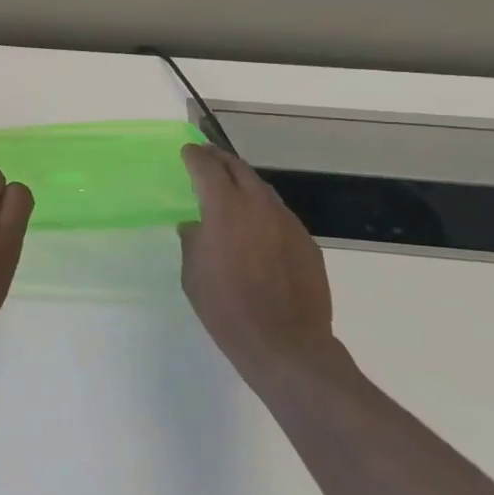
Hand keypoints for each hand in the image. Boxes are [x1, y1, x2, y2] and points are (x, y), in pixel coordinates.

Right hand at [178, 145, 340, 390]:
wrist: (285, 343)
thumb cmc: (226, 308)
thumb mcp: (192, 273)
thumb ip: (193, 241)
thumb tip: (195, 225)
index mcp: (225, 209)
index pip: (208, 168)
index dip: (195, 156)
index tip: (187, 151)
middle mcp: (259, 206)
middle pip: (239, 169)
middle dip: (220, 160)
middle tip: (207, 157)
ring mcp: (288, 223)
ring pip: (263, 190)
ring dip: (244, 183)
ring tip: (230, 189)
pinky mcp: (306, 243)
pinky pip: (279, 215)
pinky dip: (262, 210)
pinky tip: (256, 227)